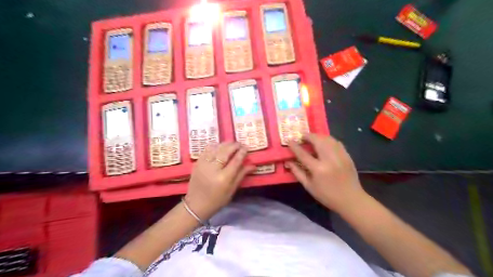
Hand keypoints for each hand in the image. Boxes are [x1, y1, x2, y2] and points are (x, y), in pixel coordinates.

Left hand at [185, 143, 253, 220]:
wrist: (196, 205)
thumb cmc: (217, 200)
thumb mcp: (232, 190)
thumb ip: (241, 175)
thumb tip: (253, 165)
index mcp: (224, 178)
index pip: (236, 160)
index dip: (242, 152)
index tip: (246, 147)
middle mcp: (213, 169)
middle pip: (226, 151)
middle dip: (234, 145)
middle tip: (240, 144)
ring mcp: (203, 164)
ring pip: (216, 148)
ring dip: (225, 144)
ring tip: (231, 144)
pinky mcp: (197, 163)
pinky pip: (207, 149)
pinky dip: (215, 146)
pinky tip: (220, 146)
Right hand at [286, 133, 364, 213]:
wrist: (351, 199)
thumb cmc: (327, 195)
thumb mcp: (309, 186)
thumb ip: (297, 172)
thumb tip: (288, 162)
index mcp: (318, 169)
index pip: (303, 154)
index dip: (295, 146)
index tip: (289, 140)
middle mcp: (329, 159)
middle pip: (317, 141)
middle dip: (308, 136)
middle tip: (302, 137)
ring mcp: (340, 156)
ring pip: (328, 139)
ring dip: (318, 136)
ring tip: (312, 138)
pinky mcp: (347, 156)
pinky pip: (336, 142)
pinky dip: (328, 140)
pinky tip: (324, 143)